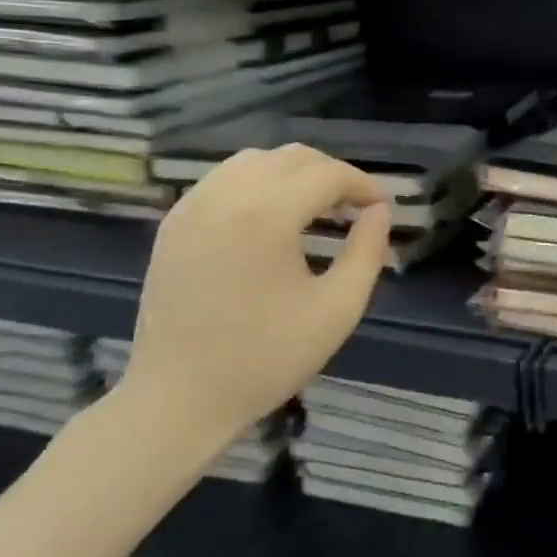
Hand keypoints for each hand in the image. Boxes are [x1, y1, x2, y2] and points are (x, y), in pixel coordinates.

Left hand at [117, 146, 390, 447]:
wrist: (180, 399)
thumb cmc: (267, 357)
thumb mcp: (338, 308)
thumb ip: (367, 251)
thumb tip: (380, 212)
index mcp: (266, 215)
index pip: (327, 174)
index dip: (363, 185)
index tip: (382, 208)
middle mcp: (225, 196)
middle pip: (292, 157)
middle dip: (332, 174)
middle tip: (356, 208)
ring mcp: (191, 207)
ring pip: (254, 160)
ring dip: (294, 173)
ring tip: (316, 208)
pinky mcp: (173, 224)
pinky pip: (223, 179)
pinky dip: (258, 183)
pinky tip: (272, 218)